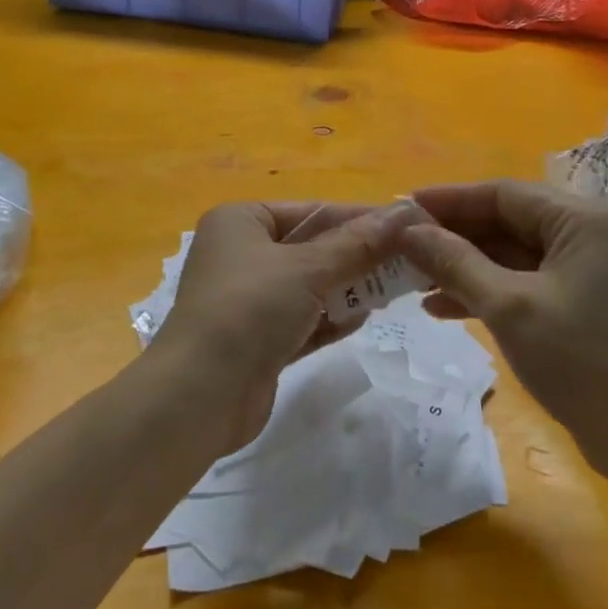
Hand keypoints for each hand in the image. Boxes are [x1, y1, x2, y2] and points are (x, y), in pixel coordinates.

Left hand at [151, 202, 412, 453]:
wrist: (198, 396)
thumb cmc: (249, 309)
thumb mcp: (308, 269)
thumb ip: (358, 244)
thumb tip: (404, 214)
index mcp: (242, 221)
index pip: (312, 212)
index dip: (360, 218)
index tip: (408, 225)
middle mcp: (241, 254)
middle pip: (313, 247)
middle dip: (358, 256)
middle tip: (408, 261)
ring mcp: (248, 299)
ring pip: (310, 285)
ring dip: (348, 288)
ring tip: (394, 289)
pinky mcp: (257, 340)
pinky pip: (303, 319)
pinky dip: (331, 318)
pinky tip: (364, 318)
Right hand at [400, 181, 607, 480]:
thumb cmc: (580, 361)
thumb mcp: (508, 306)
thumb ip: (455, 261)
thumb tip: (407, 229)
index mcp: (580, 219)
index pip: (502, 193)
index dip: (450, 200)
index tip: (402, 207)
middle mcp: (585, 233)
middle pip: (505, 220)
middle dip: (452, 236)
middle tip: (402, 246)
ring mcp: (582, 268)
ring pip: (509, 253)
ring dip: (463, 266)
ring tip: (412, 280)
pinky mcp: (576, 300)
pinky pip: (521, 280)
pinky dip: (484, 290)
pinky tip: (441, 307)